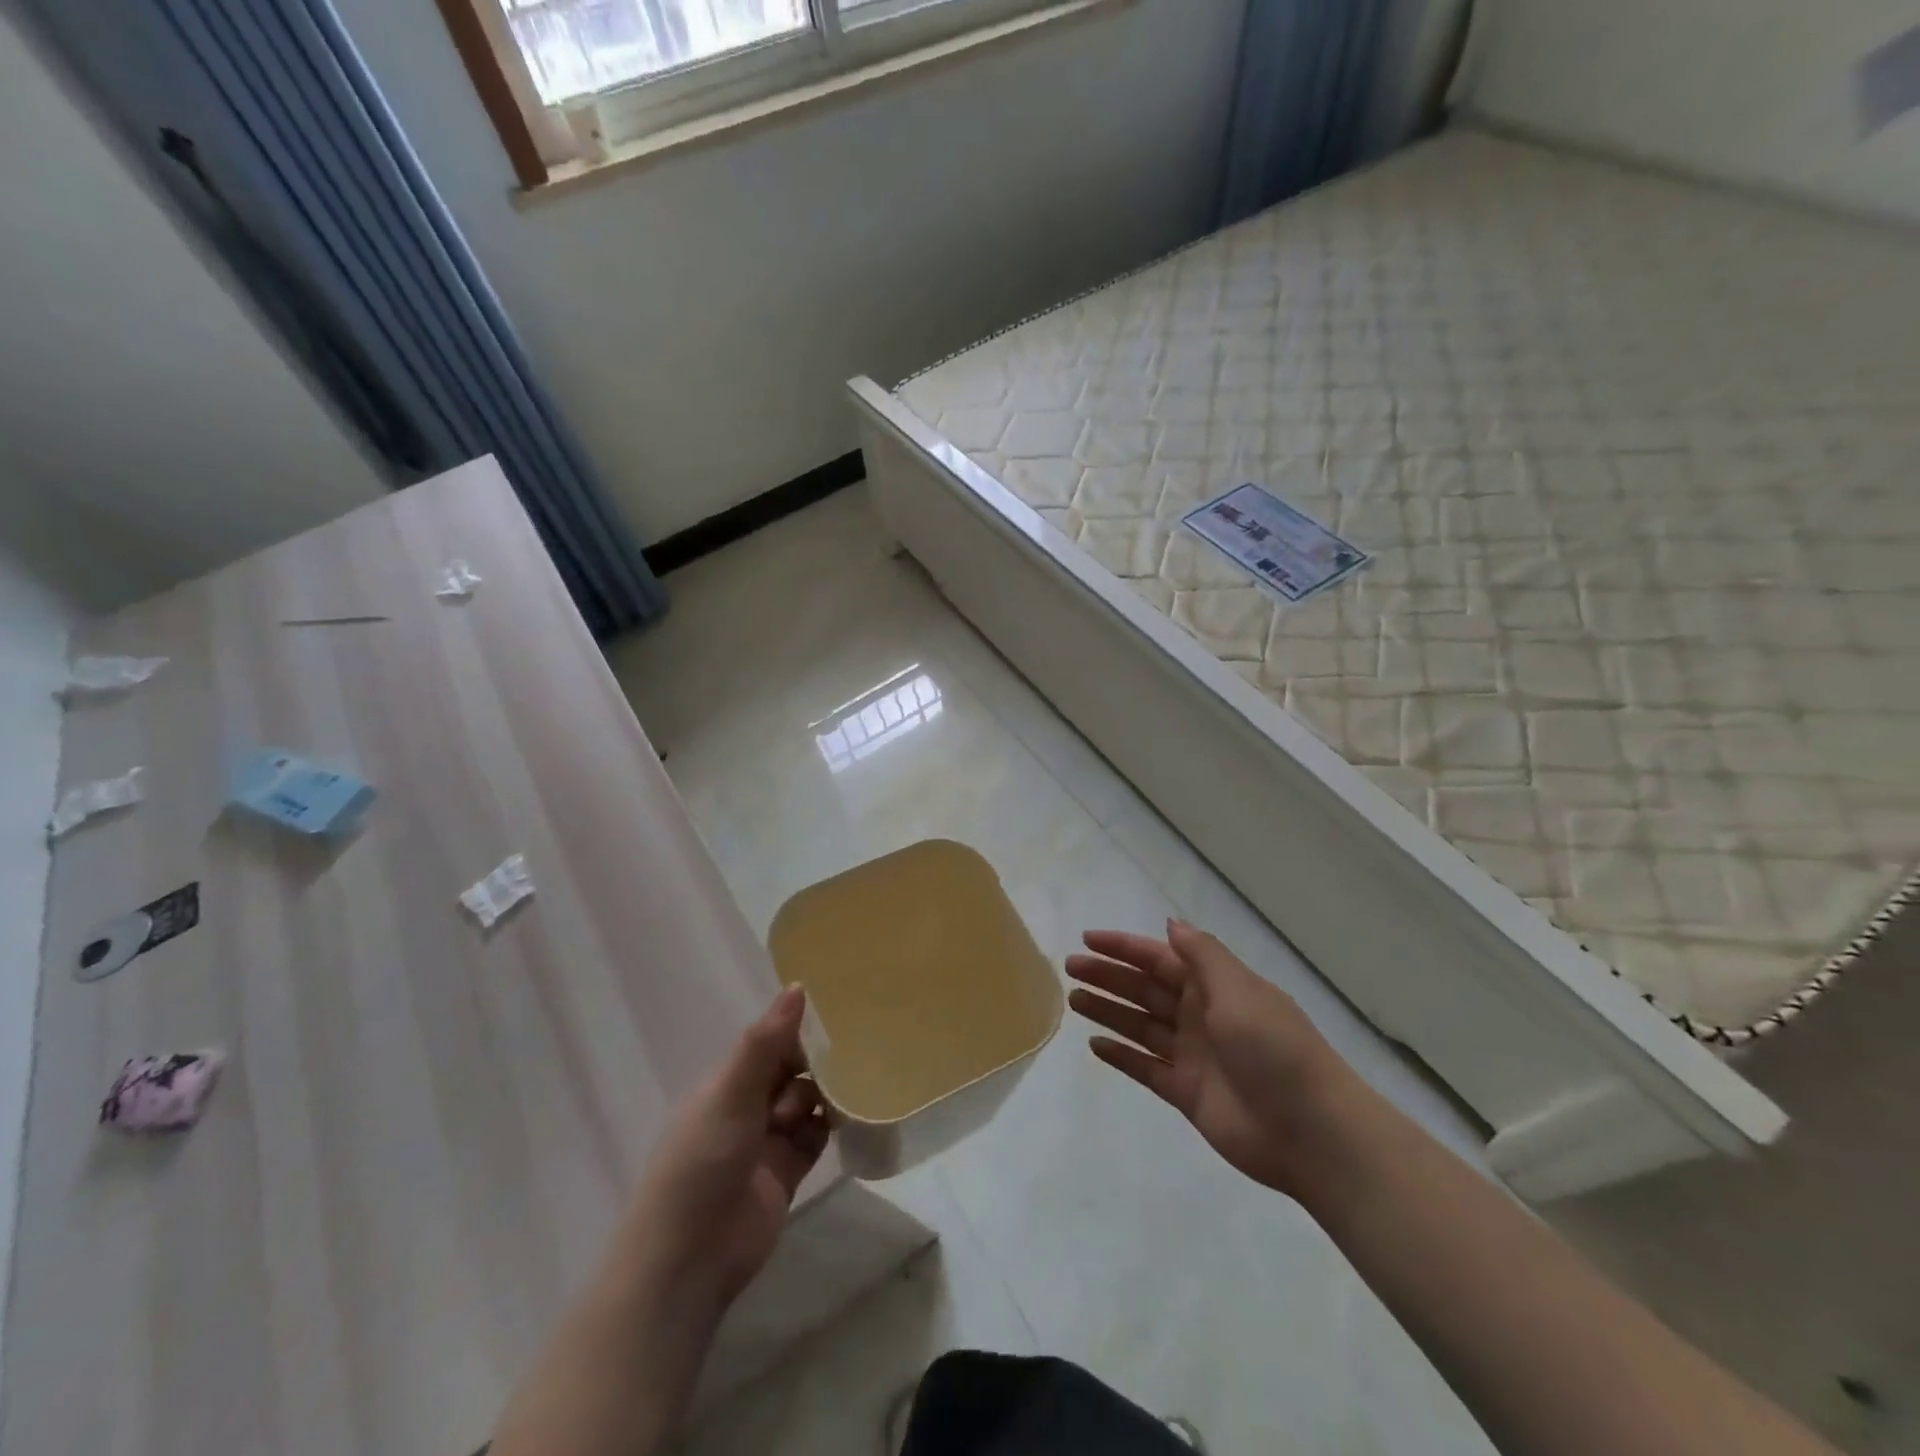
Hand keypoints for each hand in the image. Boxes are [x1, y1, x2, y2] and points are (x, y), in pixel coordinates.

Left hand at [622, 986, 830, 1311]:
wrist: (689, 1260)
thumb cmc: (702, 1163)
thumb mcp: (732, 1094)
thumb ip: (766, 1042)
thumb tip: (798, 985)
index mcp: (727, 1083)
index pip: (769, 1043)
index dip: (797, 1031)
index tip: (836, 1018)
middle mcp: (746, 1107)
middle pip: (790, 1072)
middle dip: (816, 1064)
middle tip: (851, 1055)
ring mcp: (766, 1142)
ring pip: (806, 1103)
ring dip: (823, 1096)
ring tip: (840, 1097)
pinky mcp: (786, 1173)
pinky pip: (815, 1138)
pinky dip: (829, 1127)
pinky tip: (847, 1119)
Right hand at [1066, 919, 1354, 1199]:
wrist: (1311, 1132)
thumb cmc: (1273, 1048)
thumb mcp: (1239, 989)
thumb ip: (1202, 955)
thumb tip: (1171, 923)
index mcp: (1216, 986)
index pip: (1161, 958)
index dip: (1125, 947)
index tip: (1088, 939)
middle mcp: (1201, 1015)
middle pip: (1146, 989)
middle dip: (1109, 975)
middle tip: (1070, 967)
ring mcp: (1193, 1055)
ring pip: (1141, 1025)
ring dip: (1109, 1011)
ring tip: (1074, 1000)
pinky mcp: (1186, 1093)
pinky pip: (1146, 1068)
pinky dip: (1122, 1056)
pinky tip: (1095, 1045)